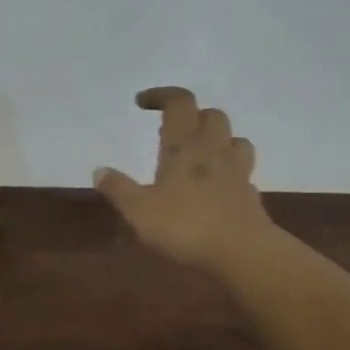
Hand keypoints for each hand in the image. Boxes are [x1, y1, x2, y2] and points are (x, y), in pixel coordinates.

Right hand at [94, 86, 271, 273]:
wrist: (244, 253)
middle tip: (173, 130)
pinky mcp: (250, 194)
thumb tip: (99, 170)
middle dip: (192, 115)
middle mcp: (213, 150)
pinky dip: (230, 169)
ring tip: (199, 153)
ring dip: (217, 139)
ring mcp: (237, 171)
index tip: (142, 103)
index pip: (179, 103)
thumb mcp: (139, 211)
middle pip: (212, 115)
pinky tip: (217, 185)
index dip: (161, 95)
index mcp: (184, 146)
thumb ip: (118, 188)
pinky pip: (243, 170)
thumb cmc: (186, 226)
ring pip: (234, 138)